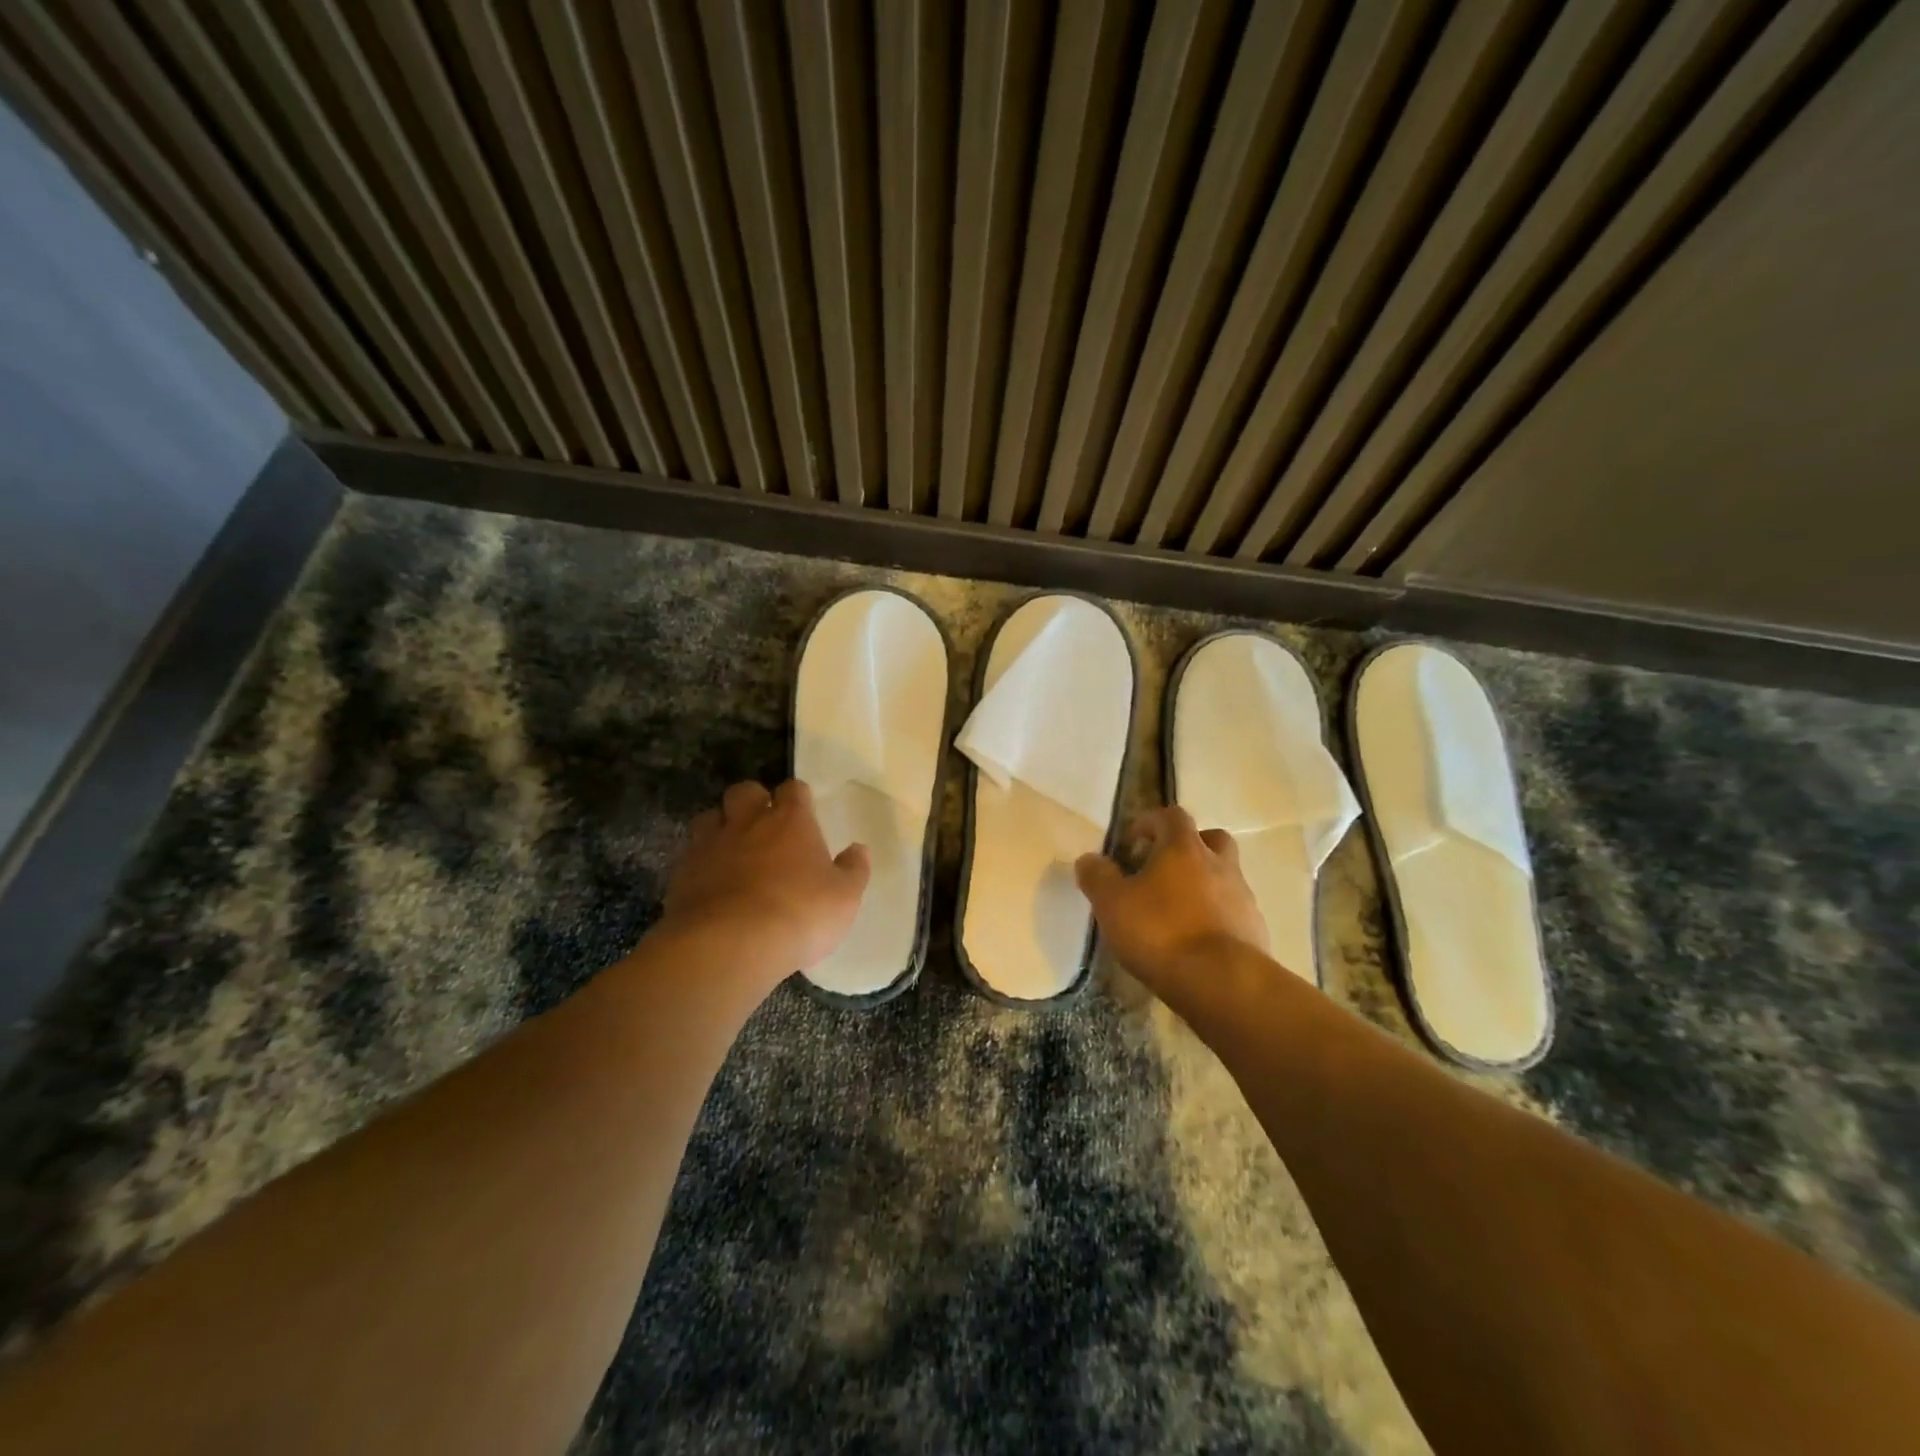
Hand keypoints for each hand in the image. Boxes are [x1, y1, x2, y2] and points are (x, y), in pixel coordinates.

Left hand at [660, 779, 870, 980]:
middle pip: (745, 791)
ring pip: (709, 818)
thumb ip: (853, 870)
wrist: (729, 945)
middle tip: (763, 824)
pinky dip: (700, 863)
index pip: (794, 789)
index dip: (798, 798)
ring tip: (731, 850)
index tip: (804, 812)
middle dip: (753, 801)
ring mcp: (710, 845)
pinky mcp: (682, 873)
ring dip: (721, 827)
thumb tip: (858, 849)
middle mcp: (748, 822)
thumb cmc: (798, 914)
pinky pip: (690, 855)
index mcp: (791, 821)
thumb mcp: (844, 898)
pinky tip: (710, 884)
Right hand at [1075, 807, 1269, 991]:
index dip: (1149, 823)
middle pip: (1210, 839)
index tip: (1131, 844)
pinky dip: (1216, 918)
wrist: (1222, 982)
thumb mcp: (1112, 903)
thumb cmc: (1160, 932)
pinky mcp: (1255, 930)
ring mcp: (1242, 897)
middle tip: (1163, 869)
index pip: (1170, 816)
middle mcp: (1219, 864)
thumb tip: (1089, 860)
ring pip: (1224, 877)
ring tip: (1176, 913)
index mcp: (1184, 848)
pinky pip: (1233, 912)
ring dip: (1203, 885)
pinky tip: (1196, 942)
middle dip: (1187, 848)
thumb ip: (1097, 877)